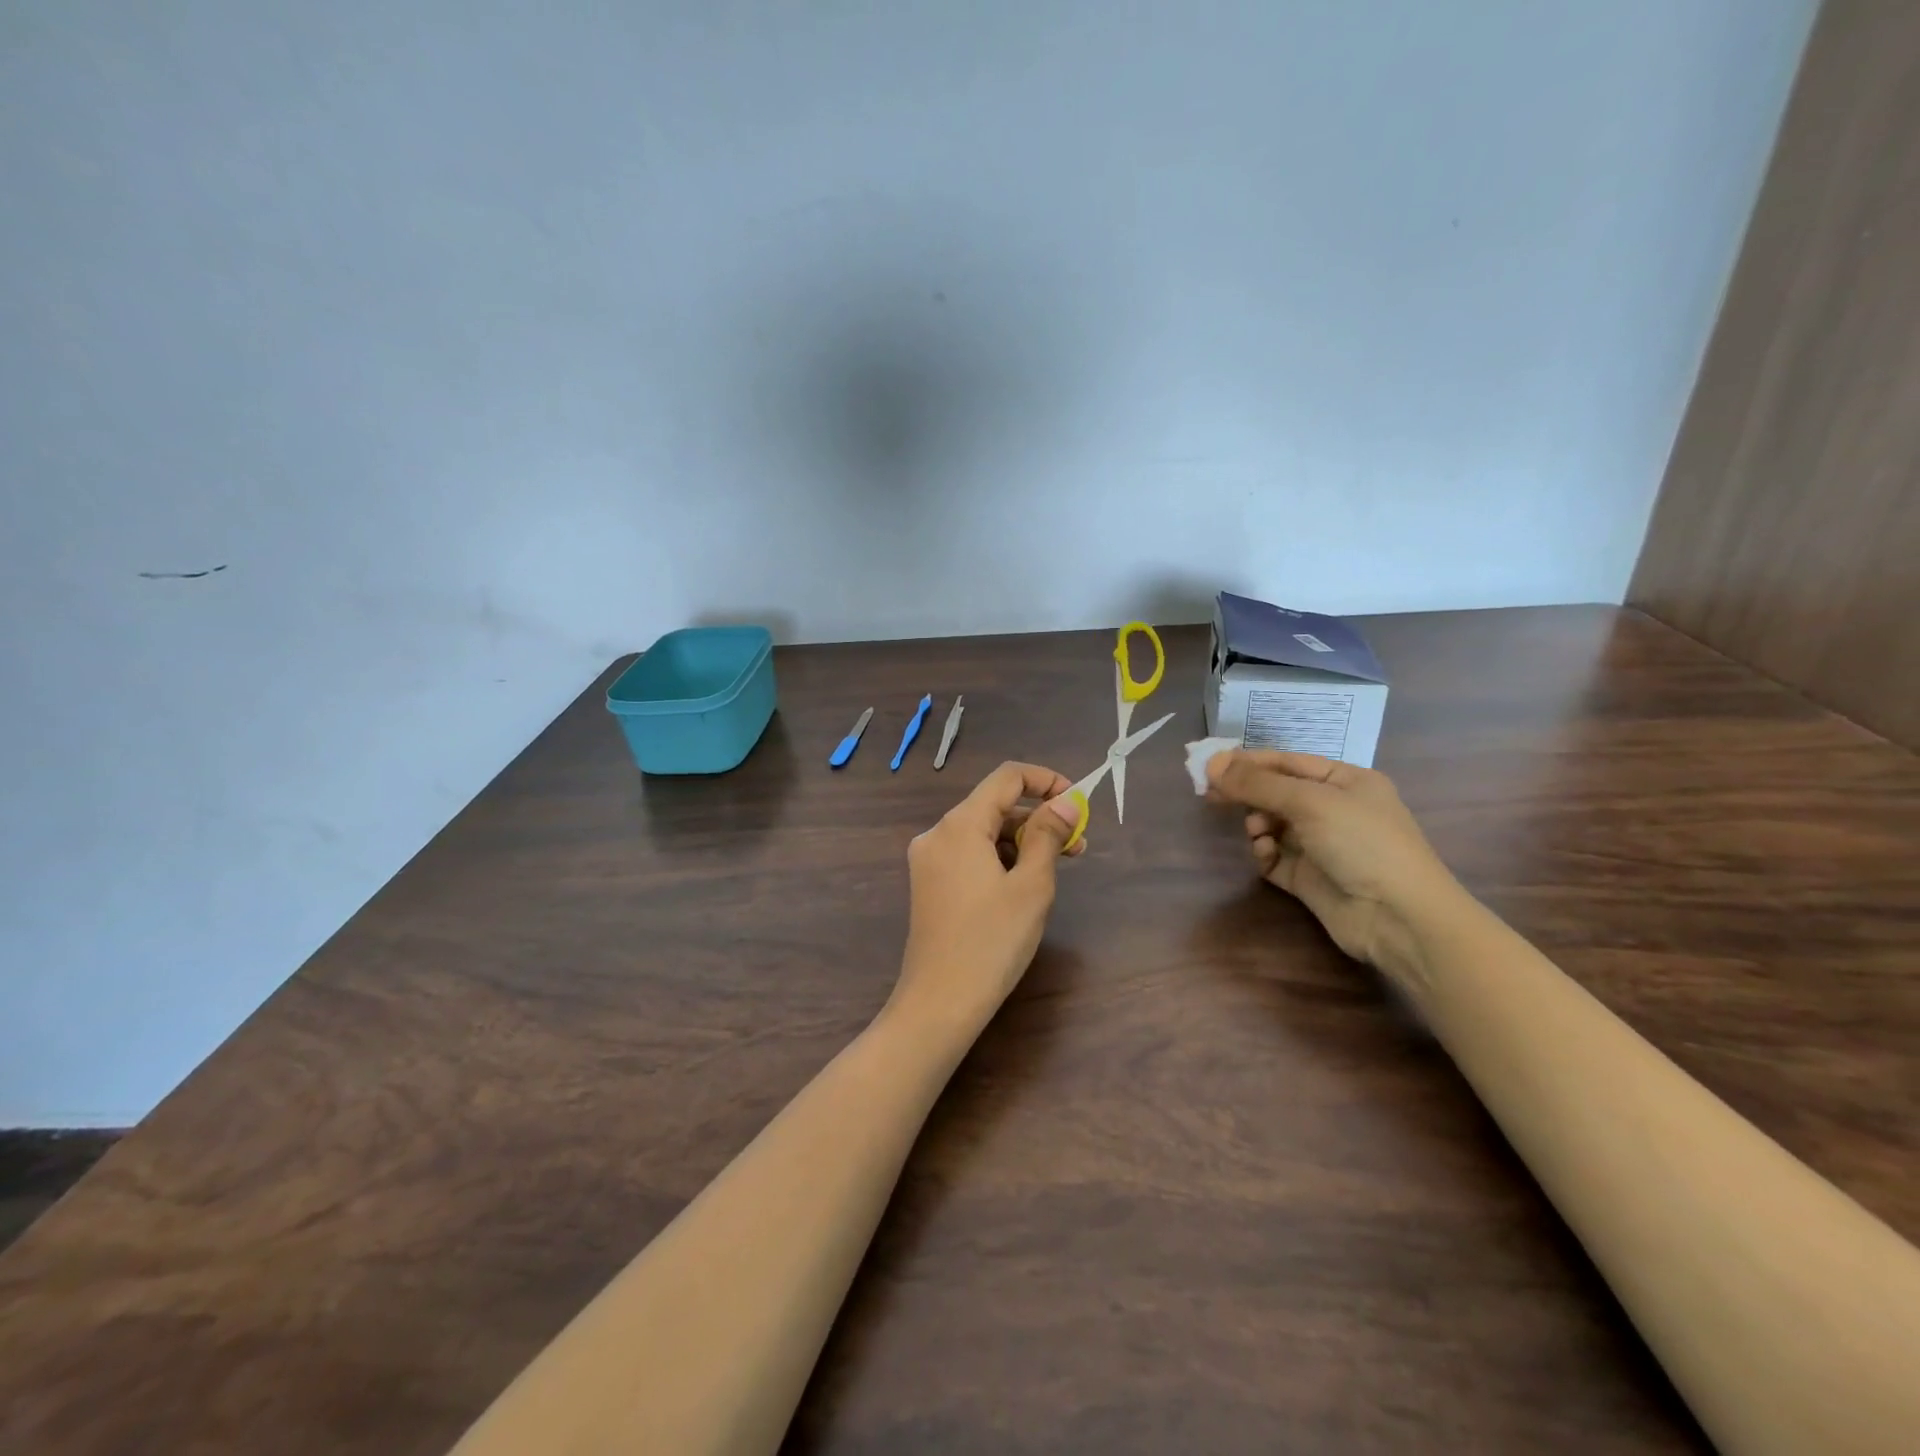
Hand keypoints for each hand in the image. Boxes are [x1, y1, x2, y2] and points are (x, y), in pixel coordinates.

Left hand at [889, 762, 1084, 1035]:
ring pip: (983, 833)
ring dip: (1022, 842)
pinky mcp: (929, 884)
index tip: (1078, 803)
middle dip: (1039, 819)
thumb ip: (1049, 835)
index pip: (1007, 777)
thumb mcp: (1032, 885)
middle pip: (995, 806)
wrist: (939, 1003)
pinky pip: (970, 855)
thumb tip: (1067, 801)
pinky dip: (1000, 859)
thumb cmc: (992, 942)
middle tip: (1079, 847)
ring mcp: (928, 860)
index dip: (1046, 780)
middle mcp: (937, 833)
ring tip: (1057, 869)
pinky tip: (1023, 885)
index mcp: (959, 824)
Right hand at [1206, 750, 1462, 972]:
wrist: (1398, 918)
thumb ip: (1258, 784)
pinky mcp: (1308, 877)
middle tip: (1211, 797)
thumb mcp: (1310, 802)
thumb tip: (1212, 765)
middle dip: (1247, 794)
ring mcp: (1320, 845)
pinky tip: (1264, 855)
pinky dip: (1263, 853)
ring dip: (1257, 825)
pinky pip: (1274, 857)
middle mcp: (1333, 809)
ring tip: (1256, 833)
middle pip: (1276, 793)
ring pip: (1271, 825)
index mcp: (1344, 781)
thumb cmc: (1362, 843)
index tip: (1209, 767)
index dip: (1247, 763)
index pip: (1286, 763)